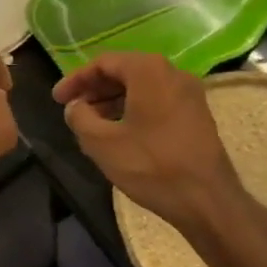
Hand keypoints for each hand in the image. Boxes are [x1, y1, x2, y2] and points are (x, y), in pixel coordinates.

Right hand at [53, 53, 250, 238]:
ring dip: (113, 100)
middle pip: (123, 71)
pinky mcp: (197, 115)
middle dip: (94, 89)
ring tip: (91, 122)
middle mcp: (172, 73)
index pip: (103, 63)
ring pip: (141, 87)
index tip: (57, 99)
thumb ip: (79, 116)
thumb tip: (75, 107)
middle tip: (73, 108)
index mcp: (148, 70)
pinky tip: (120, 131)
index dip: (76, 80)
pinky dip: (133, 108)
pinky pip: (157, 100)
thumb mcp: (101, 142)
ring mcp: (189, 94)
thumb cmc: (151, 166)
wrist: (208, 202)